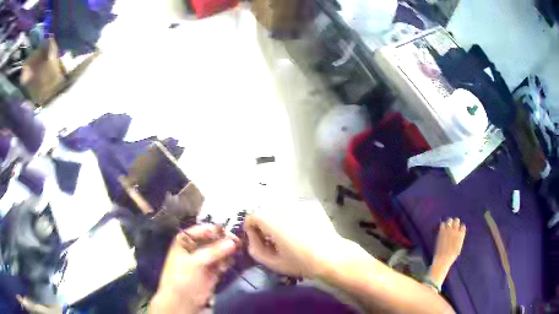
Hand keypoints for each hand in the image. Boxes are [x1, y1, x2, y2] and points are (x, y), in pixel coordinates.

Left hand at [150, 224, 240, 313]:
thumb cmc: (182, 276)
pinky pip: (221, 262)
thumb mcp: (195, 262)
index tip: (228, 232)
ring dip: (226, 252)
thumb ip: (214, 251)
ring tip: (232, 256)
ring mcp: (203, 260)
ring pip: (218, 251)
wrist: (182, 300)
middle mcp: (194, 248)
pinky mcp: (211, 271)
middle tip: (237, 243)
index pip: (201, 230)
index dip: (214, 230)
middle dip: (223, 241)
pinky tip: (227, 265)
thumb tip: (233, 242)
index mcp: (184, 241)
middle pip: (212, 240)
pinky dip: (226, 262)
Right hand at [244, 199, 348, 278]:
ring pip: (280, 209)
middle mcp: (282, 206)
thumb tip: (252, 237)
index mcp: (270, 219)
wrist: (331, 256)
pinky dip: (293, 217)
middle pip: (265, 212)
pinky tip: (303, 230)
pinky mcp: (310, 205)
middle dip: (265, 225)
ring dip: (279, 220)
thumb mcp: (272, 262)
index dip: (251, 230)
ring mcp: (298, 204)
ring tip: (290, 236)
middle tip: (274, 241)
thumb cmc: (300, 262)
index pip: (251, 216)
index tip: (260, 241)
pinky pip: (294, 209)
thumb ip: (254, 248)